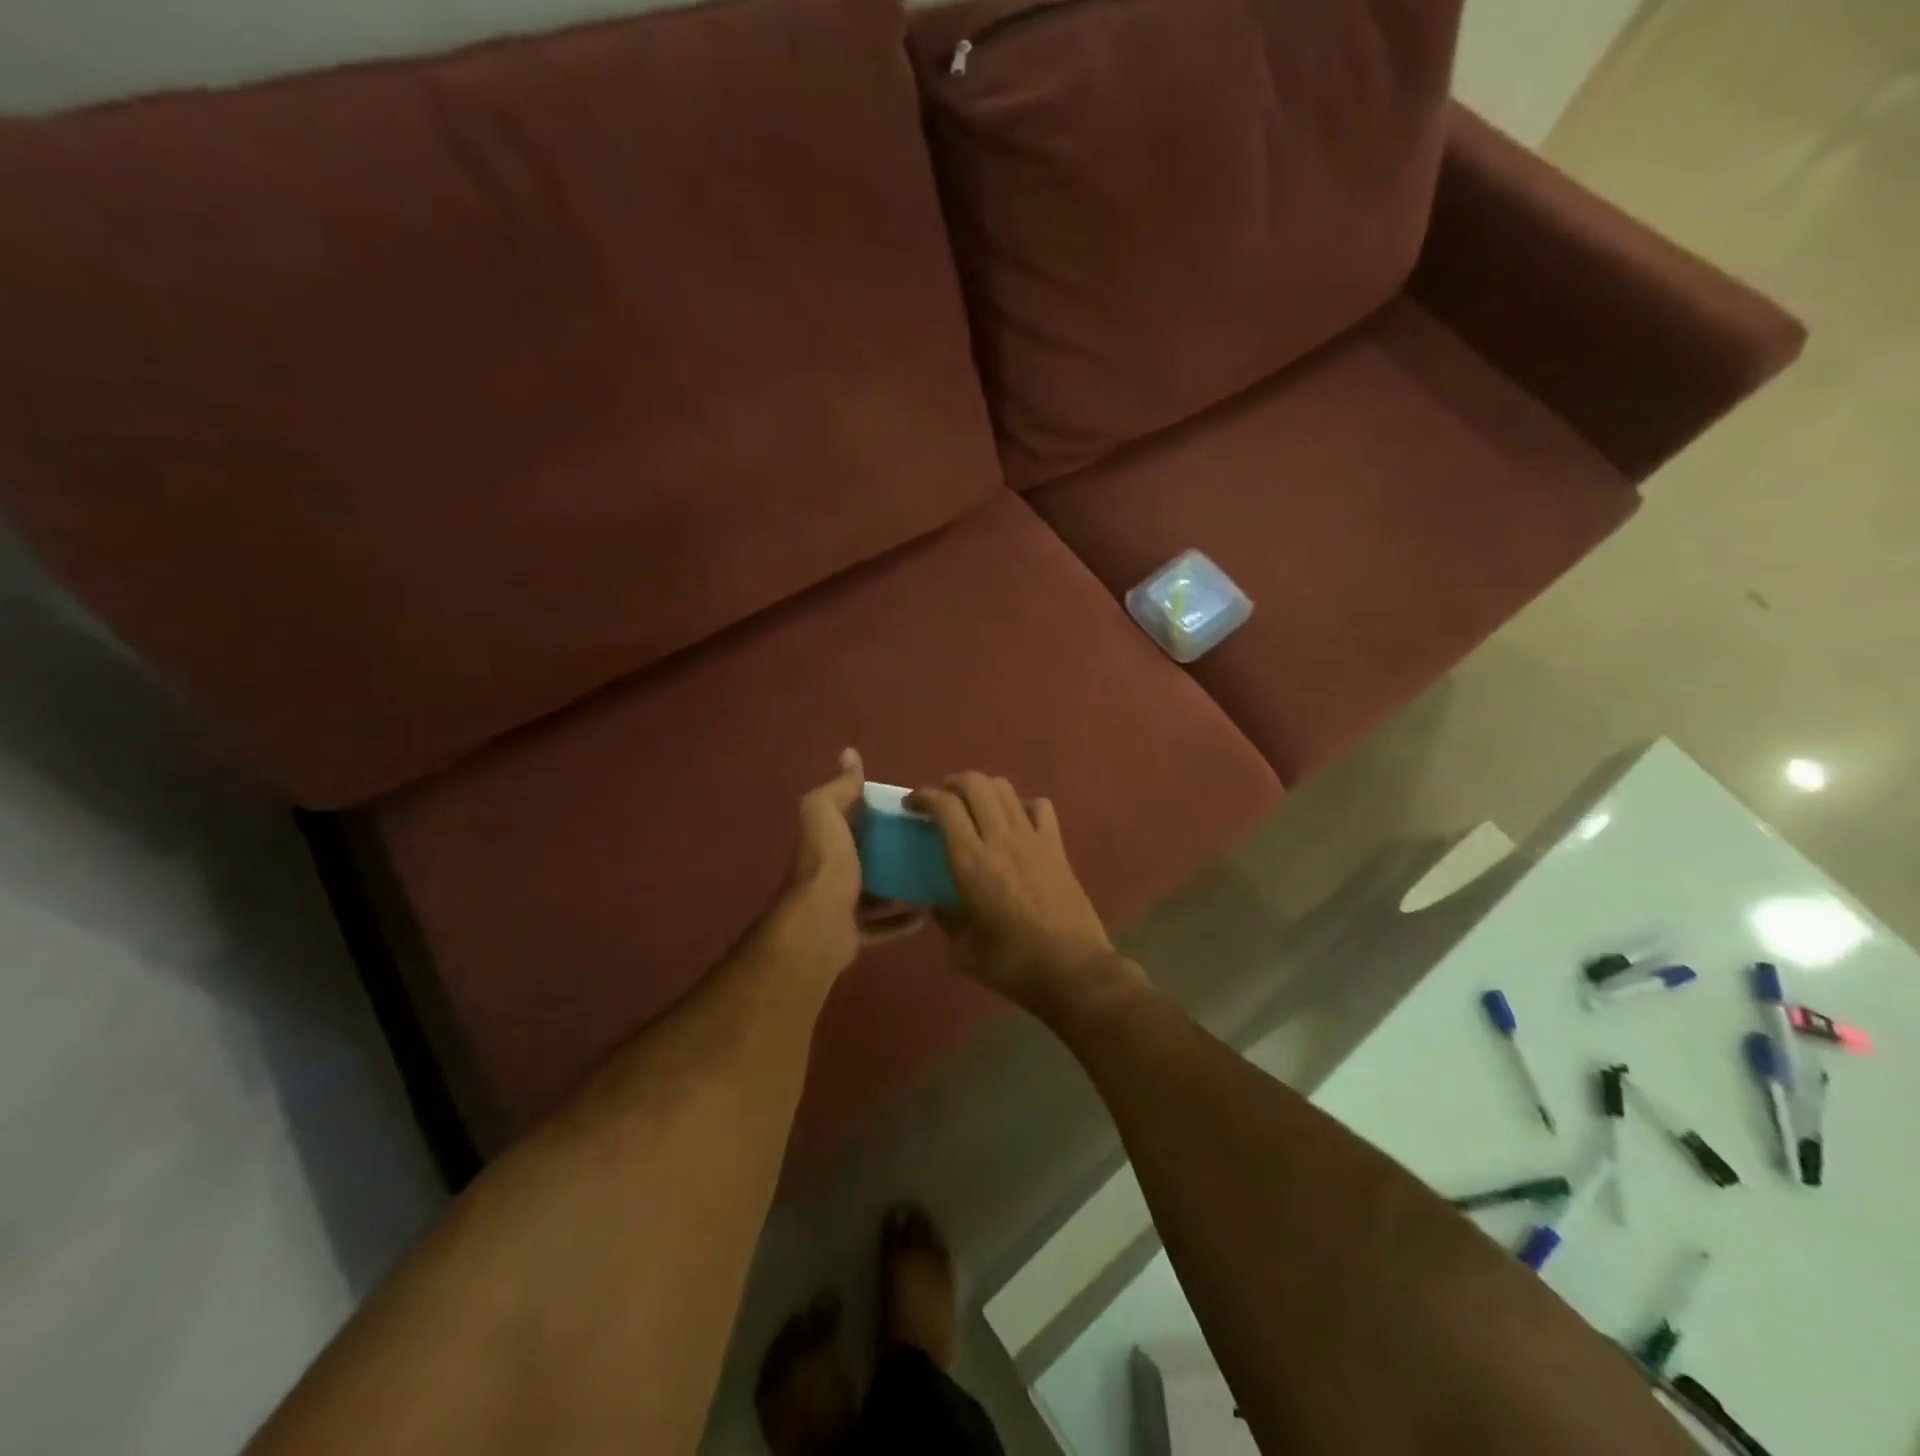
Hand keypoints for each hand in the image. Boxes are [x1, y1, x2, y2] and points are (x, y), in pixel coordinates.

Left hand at [765, 749, 925, 981]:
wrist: (820, 923)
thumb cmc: (827, 862)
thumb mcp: (827, 812)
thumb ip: (839, 787)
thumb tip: (849, 754)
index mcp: (825, 840)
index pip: (849, 819)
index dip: (873, 811)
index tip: (910, 806)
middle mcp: (829, 871)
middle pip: (864, 857)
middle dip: (890, 850)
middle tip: (929, 842)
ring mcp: (839, 905)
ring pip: (874, 893)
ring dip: (900, 886)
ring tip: (934, 874)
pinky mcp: (853, 934)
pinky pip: (882, 927)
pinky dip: (903, 921)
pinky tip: (928, 912)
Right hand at [907, 773, 1140, 1018]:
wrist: (1072, 970)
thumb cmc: (1012, 964)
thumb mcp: (963, 950)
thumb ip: (946, 919)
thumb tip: (938, 904)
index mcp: (970, 862)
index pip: (944, 806)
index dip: (923, 796)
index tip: (911, 805)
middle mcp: (1000, 839)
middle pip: (975, 783)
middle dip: (951, 783)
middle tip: (940, 801)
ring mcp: (1032, 838)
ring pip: (1005, 788)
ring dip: (983, 789)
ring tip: (973, 806)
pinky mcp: (1057, 847)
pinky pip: (1040, 807)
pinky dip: (1022, 805)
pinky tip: (1016, 822)